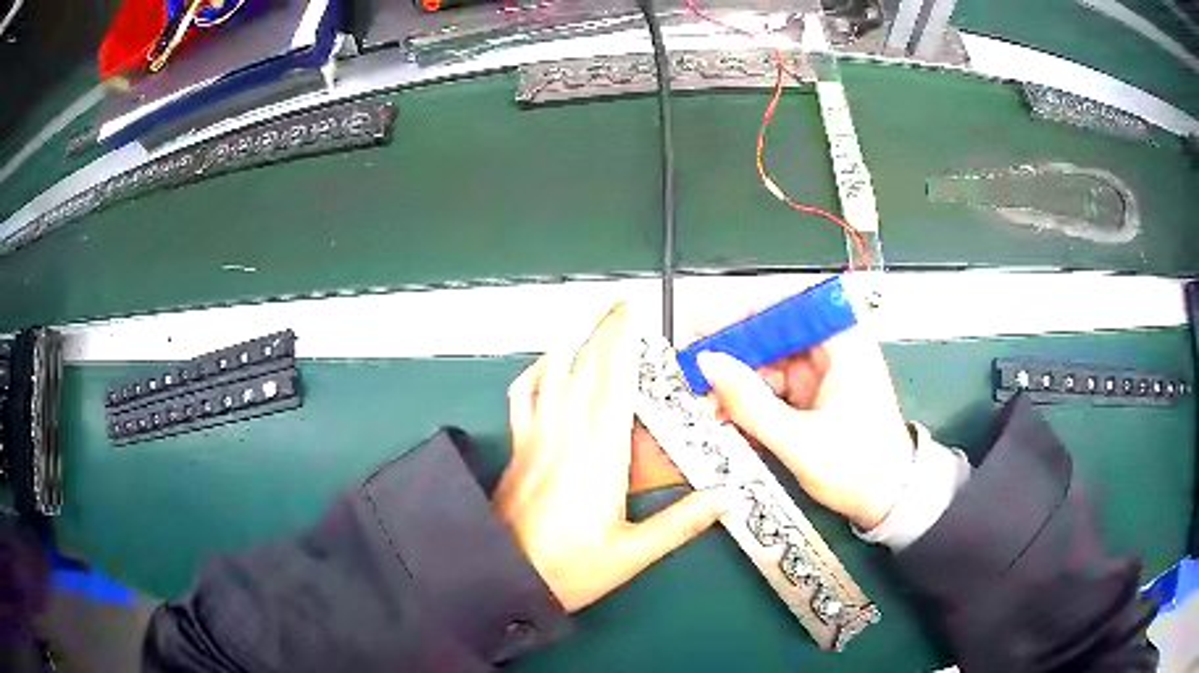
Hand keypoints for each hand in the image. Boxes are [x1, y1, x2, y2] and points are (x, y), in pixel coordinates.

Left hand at [494, 303, 733, 612]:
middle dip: (605, 326)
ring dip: (574, 337)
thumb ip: (682, 522)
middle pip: (586, 363)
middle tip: (624, 300)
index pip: (615, 380)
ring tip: (591, 317)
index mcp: (599, 454)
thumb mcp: (632, 553)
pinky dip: (537, 371)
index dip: (626, 339)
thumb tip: (727, 497)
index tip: (638, 309)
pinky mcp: (519, 445)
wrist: (502, 576)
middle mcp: (566, 432)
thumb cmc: (569, 569)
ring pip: (553, 370)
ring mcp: (536, 435)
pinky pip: (524, 394)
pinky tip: (549, 364)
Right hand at [696, 327, 914, 529]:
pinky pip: (773, 386)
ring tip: (704, 399)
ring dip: (736, 378)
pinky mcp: (813, 396)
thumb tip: (707, 362)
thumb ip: (751, 402)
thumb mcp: (800, 440)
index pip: (789, 303)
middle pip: (774, 330)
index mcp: (844, 342)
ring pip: (768, 360)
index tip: (705, 327)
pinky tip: (726, 413)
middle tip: (692, 365)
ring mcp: (822, 373)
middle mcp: (832, 348)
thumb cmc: (857, 468)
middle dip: (732, 348)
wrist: (888, 503)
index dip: (743, 309)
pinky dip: (749, 398)